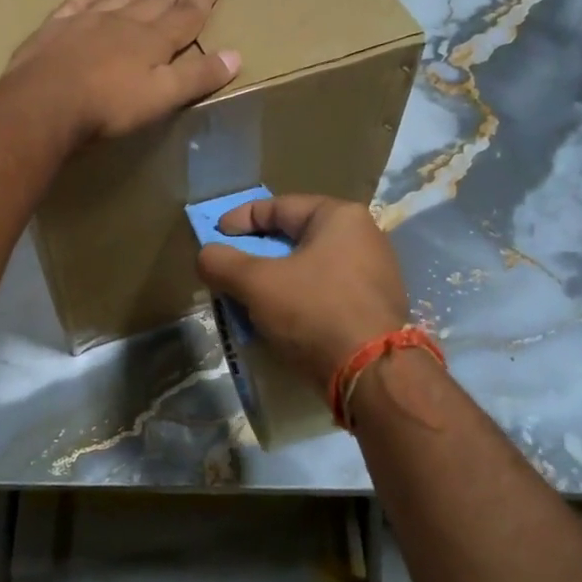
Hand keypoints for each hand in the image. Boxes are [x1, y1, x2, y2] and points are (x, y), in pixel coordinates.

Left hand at [6, 0, 240, 139]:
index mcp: (152, 40)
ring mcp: (86, 22)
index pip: (185, 16)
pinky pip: (75, 4)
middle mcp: (123, 22)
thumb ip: (197, 76)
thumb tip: (235, 55)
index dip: (202, 0)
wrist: (45, 103)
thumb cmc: (109, 105)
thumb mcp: (162, 96)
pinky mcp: (55, 30)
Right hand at [196, 194, 408, 392]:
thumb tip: (206, 255)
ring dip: (275, 280)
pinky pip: (325, 293)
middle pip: (294, 238)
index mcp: (340, 217)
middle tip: (229, 269)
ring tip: (248, 297)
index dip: (240, 220)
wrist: (372, 374)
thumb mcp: (257, 283)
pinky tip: (279, 319)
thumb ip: (222, 263)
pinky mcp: (374, 307)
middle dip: (257, 254)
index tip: (215, 237)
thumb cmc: (315, 311)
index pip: (278, 207)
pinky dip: (297, 299)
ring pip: (309, 268)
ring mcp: (374, 274)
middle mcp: (363, 237)